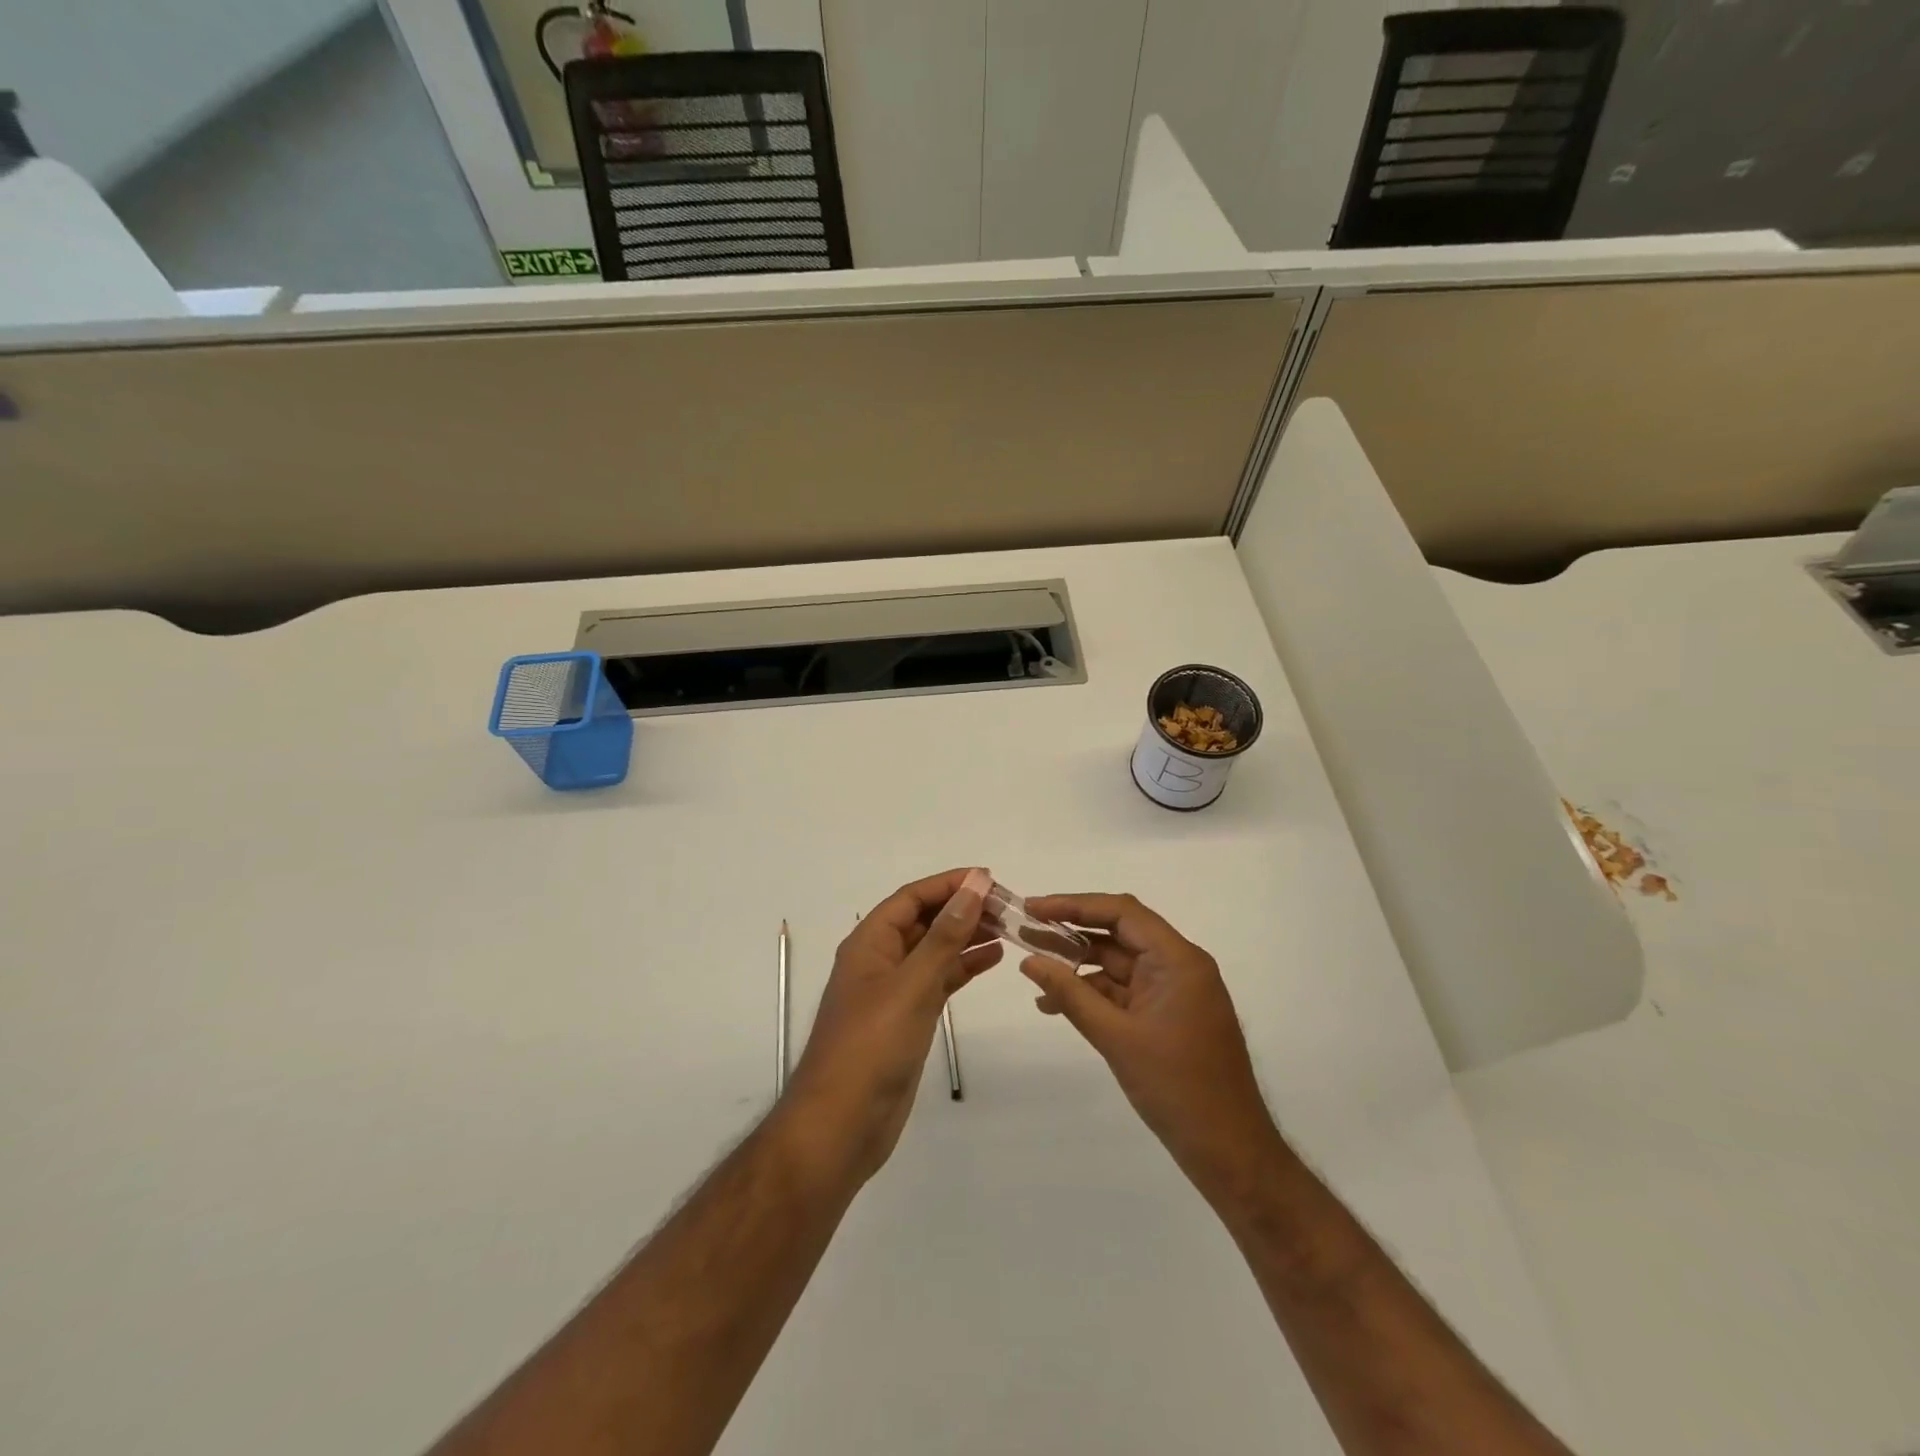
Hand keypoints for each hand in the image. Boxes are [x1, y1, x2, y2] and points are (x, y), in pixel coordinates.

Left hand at [784, 868, 1001, 1180]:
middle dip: (962, 908)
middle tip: (1008, 906)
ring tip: (1008, 927)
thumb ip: (945, 935)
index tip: (990, 878)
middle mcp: (879, 960)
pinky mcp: (907, 1020)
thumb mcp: (911, 985)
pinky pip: (938, 981)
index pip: (912, 898)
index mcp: (869, 943)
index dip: (949, 883)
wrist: (841, 1125)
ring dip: (967, 936)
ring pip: (934, 950)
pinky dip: (963, 968)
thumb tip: (974, 885)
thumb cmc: (871, 1047)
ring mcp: (893, 992)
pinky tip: (993, 959)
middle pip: (924, 921)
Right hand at [1018, 893, 1279, 1197]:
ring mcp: (1174, 992)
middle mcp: (1179, 965)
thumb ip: (1070, 994)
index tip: (1033, 908)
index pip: (1121, 912)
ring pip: (1119, 964)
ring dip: (1078, 967)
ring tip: (1033, 971)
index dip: (1074, 904)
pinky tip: (1056, 1005)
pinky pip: (1125, 992)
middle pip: (1119, 933)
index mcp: (1177, 959)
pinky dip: (1093, 994)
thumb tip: (1029, 961)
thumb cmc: (1176, 1088)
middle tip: (1025, 932)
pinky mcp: (1168, 1016)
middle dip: (1071, 933)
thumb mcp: (1115, 1037)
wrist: (1230, 1152)